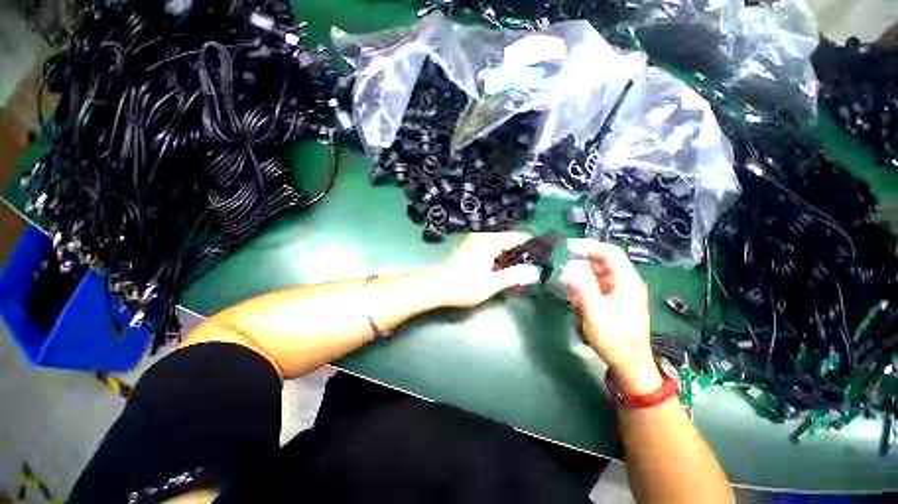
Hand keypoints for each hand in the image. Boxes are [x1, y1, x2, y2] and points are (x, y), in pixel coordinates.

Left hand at [430, 232, 541, 307]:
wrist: (437, 287)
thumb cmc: (464, 286)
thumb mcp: (492, 283)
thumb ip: (514, 276)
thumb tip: (536, 272)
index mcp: (489, 241)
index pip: (517, 237)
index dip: (531, 247)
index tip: (542, 259)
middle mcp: (483, 237)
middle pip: (509, 241)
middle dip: (520, 256)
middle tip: (530, 271)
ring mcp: (475, 242)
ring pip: (500, 247)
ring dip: (509, 260)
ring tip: (518, 275)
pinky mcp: (471, 249)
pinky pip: (491, 251)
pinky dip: (499, 261)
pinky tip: (502, 273)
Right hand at [560, 239, 661, 394]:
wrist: (629, 363)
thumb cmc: (614, 338)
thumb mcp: (596, 312)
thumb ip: (582, 287)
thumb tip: (568, 266)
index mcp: (627, 281)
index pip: (610, 253)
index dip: (590, 246)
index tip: (568, 247)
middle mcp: (625, 283)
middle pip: (604, 261)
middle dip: (582, 259)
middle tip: (561, 262)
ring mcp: (620, 292)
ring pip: (599, 273)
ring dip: (581, 273)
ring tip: (564, 279)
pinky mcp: (614, 301)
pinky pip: (597, 285)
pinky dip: (584, 285)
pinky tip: (573, 293)